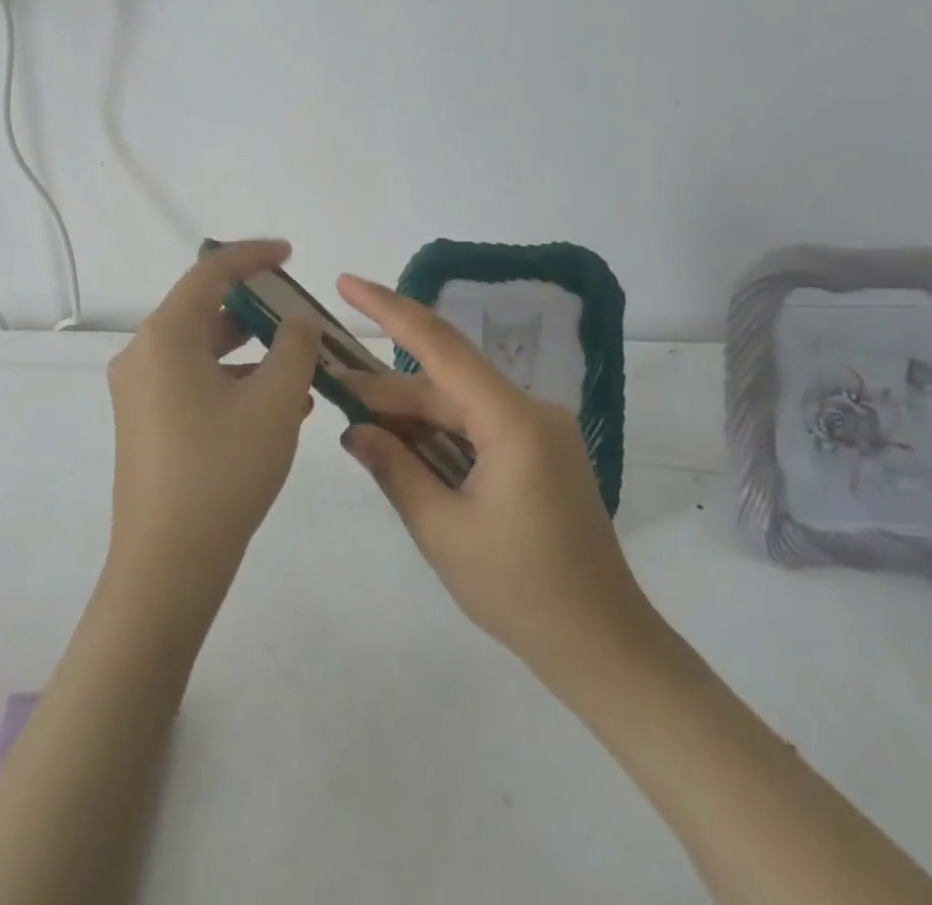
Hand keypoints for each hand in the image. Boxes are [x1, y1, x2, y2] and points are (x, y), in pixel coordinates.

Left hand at [104, 240, 320, 602]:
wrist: (168, 565)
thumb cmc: (223, 469)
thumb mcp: (275, 401)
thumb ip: (294, 346)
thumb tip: (296, 323)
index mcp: (165, 336)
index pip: (209, 273)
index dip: (251, 256)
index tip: (289, 255)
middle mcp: (143, 355)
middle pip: (204, 311)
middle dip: (257, 312)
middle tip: (301, 320)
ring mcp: (140, 392)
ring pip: (203, 352)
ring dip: (251, 354)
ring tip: (301, 371)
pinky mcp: (146, 424)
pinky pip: (194, 383)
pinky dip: (234, 382)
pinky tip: (278, 408)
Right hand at [334, 274, 660, 681]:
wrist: (603, 647)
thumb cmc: (522, 593)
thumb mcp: (443, 532)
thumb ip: (394, 470)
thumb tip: (353, 430)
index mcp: (513, 421)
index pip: (441, 347)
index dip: (389, 310)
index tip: (347, 284)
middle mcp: (530, 411)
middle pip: (443, 384)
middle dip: (385, 387)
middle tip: (327, 385)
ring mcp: (538, 431)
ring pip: (458, 406)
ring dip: (409, 414)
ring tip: (355, 420)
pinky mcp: (538, 453)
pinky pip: (476, 427)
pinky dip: (437, 434)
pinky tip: (401, 445)